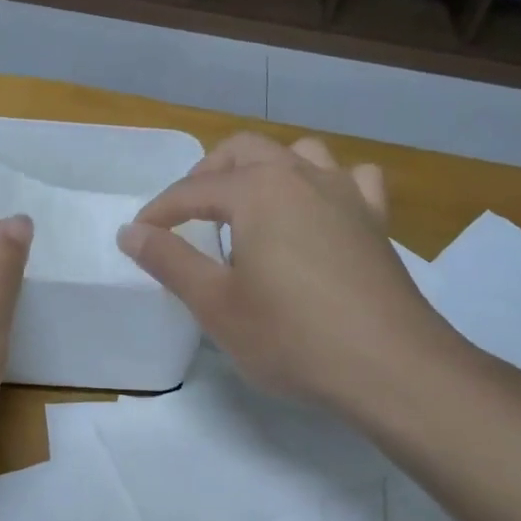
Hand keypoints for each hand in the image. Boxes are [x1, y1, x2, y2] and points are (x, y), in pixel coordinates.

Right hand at [118, 134, 476, 421]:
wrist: (390, 367)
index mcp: (257, 191)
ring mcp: (346, 194)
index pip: (192, 190)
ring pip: (299, 154)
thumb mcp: (215, 305)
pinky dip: (327, 184)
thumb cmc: (291, 337)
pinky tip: (319, 210)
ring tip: (248, 203)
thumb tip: (131, 232)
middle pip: (244, 152)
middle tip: (186, 213)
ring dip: (265, 168)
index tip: (138, 237)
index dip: (159, 212)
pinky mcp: (376, 220)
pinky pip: (351, 179)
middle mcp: (301, 176)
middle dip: (207, 175)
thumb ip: (169, 260)